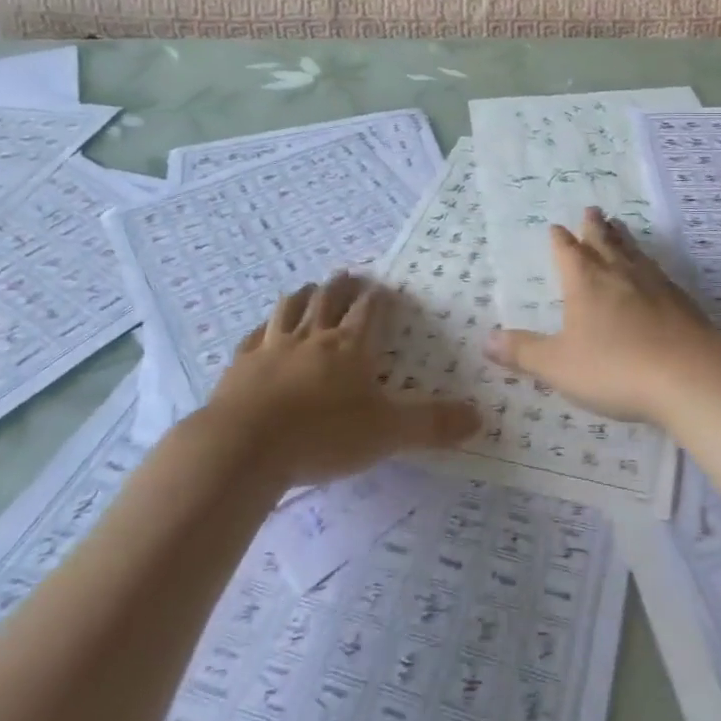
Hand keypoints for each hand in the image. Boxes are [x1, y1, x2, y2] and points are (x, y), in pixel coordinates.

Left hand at [204, 273, 479, 487]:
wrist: (244, 446)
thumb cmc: (323, 435)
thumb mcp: (387, 433)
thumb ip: (432, 425)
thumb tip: (480, 417)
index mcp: (349, 347)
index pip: (368, 311)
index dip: (378, 299)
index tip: (383, 287)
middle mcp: (312, 338)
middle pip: (328, 301)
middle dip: (340, 286)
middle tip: (347, 274)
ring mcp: (272, 348)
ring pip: (289, 310)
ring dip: (301, 296)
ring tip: (307, 286)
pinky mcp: (240, 366)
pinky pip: (253, 337)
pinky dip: (261, 329)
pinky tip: (261, 330)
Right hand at [484, 208, 720, 425]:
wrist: (689, 374)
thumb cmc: (615, 367)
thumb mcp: (558, 365)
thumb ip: (524, 352)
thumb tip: (487, 339)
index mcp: (585, 282)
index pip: (568, 252)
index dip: (561, 241)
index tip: (556, 227)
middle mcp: (619, 274)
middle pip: (604, 242)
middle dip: (594, 227)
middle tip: (592, 210)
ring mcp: (653, 284)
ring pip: (633, 252)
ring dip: (623, 238)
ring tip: (620, 226)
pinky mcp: (680, 301)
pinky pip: (658, 272)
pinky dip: (649, 264)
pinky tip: (653, 270)